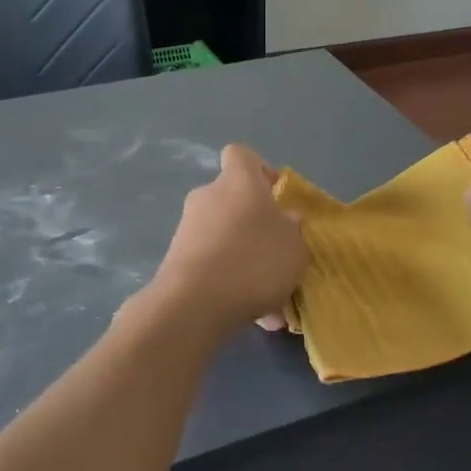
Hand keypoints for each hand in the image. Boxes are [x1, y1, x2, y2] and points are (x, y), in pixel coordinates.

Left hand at [150, 144, 305, 332]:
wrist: (194, 304)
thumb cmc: (254, 261)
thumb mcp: (294, 247)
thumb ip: (293, 230)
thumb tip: (285, 220)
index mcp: (239, 181)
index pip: (241, 155)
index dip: (260, 170)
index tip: (276, 197)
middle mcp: (209, 196)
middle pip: (234, 199)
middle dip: (255, 224)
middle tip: (277, 254)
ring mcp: (188, 227)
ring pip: (225, 236)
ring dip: (245, 259)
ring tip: (270, 300)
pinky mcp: (176, 258)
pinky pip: (212, 263)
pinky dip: (230, 282)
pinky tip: (251, 314)